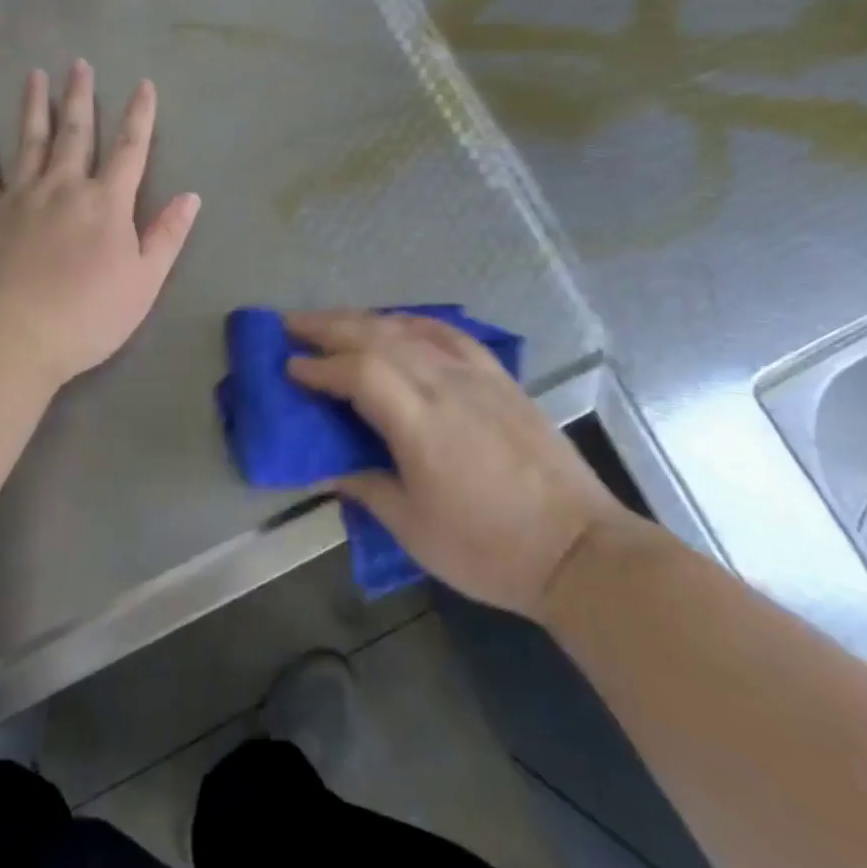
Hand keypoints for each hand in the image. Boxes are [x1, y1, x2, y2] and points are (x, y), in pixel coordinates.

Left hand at [0, 61, 200, 388]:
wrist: (12, 336)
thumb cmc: (88, 314)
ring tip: (35, 76)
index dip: (139, 116)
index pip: (129, 150)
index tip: (143, 84)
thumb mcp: (144, 282)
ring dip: (34, 106)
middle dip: (79, 97)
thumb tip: (191, 196)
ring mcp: (21, 197)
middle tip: (78, 64)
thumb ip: (167, 236)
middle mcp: (64, 187)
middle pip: (75, 133)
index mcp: (106, 202)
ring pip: (30, 141)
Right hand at [287, 311, 632, 617]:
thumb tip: (325, 468)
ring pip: (409, 329)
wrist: (577, 548)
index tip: (289, 367)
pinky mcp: (499, 376)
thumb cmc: (488, 548)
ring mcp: (475, 374)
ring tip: (333, 320)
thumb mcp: (413, 528)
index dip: (318, 366)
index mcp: (419, 422)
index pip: (357, 373)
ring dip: (364, 319)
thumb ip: (365, 486)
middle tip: (292, 325)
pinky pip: (448, 333)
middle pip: (376, 336)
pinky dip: (414, 321)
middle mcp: (444, 384)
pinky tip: (399, 322)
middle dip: (329, 326)